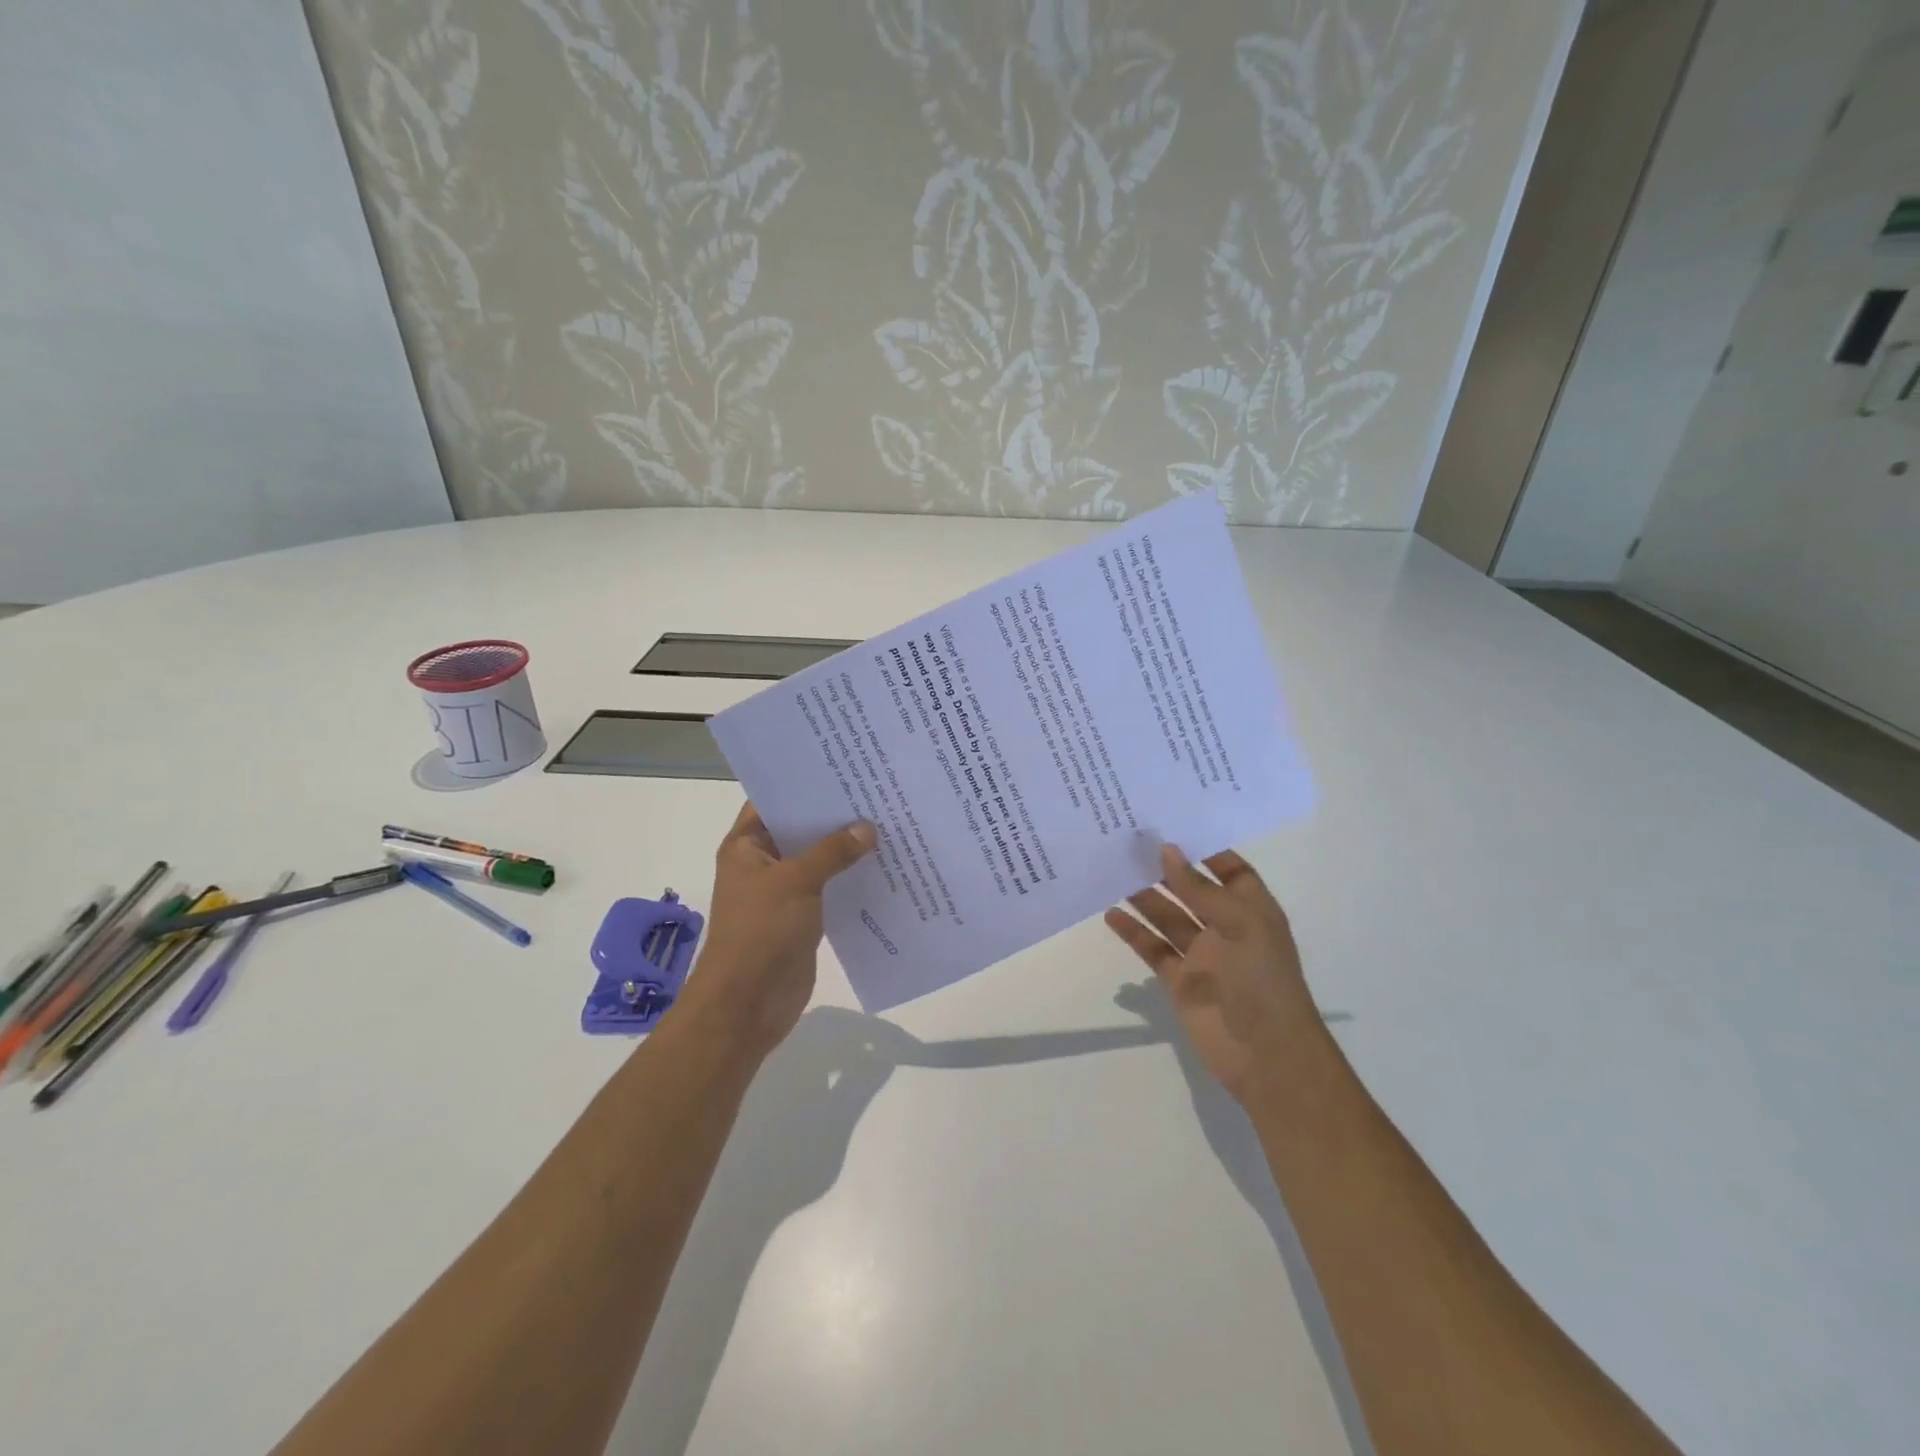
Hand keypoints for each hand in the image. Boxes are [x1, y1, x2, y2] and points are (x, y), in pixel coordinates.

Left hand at [678, 803, 874, 1058]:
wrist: (747, 1005)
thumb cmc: (760, 932)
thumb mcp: (795, 882)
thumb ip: (832, 852)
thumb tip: (868, 828)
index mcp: (746, 846)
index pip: (774, 801)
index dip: (803, 784)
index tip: (842, 766)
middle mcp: (763, 863)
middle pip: (801, 829)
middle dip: (834, 815)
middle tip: (876, 790)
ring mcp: (783, 891)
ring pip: (818, 860)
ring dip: (846, 848)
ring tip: (889, 821)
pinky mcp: (803, 916)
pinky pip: (830, 888)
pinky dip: (851, 877)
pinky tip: (884, 864)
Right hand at [1105, 845, 1325, 1106]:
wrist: (1267, 1056)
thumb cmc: (1262, 980)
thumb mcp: (1239, 924)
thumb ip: (1198, 889)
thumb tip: (1166, 850)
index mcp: (1251, 909)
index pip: (1229, 869)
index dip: (1203, 848)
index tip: (1168, 825)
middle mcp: (1225, 927)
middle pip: (1190, 889)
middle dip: (1164, 867)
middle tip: (1128, 841)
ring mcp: (1201, 954)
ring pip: (1167, 916)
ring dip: (1143, 895)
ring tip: (1111, 869)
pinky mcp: (1179, 979)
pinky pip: (1152, 948)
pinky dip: (1133, 932)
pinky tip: (1110, 914)